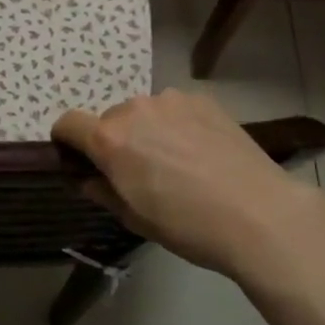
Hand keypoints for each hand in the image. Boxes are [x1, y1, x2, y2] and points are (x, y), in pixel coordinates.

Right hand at [52, 90, 322, 277]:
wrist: (257, 213)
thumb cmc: (188, 226)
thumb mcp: (135, 219)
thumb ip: (103, 191)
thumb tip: (88, 178)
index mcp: (110, 139)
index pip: (68, 123)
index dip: (67, 141)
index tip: (80, 160)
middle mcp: (134, 109)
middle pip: (110, 119)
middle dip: (116, 141)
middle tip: (141, 173)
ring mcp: (170, 99)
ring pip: (144, 112)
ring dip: (149, 131)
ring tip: (179, 163)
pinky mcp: (202, 99)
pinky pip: (175, 109)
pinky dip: (178, 125)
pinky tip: (202, 152)